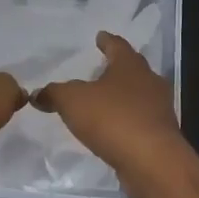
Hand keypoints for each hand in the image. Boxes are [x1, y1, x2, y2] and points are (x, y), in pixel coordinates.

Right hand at [34, 31, 188, 184]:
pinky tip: (113, 128)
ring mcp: (159, 109)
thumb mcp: (72, 101)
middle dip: (117, 68)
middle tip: (102, 68)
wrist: (152, 161)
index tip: (100, 36)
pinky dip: (126, 120)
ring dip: (123, 96)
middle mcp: (149, 82)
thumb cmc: (112, 119)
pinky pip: (140, 120)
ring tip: (104, 100)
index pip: (117, 46)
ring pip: (139, 95)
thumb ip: (54, 93)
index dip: (107, 41)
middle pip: (132, 69)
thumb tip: (37, 93)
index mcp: (130, 66)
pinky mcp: (161, 134)